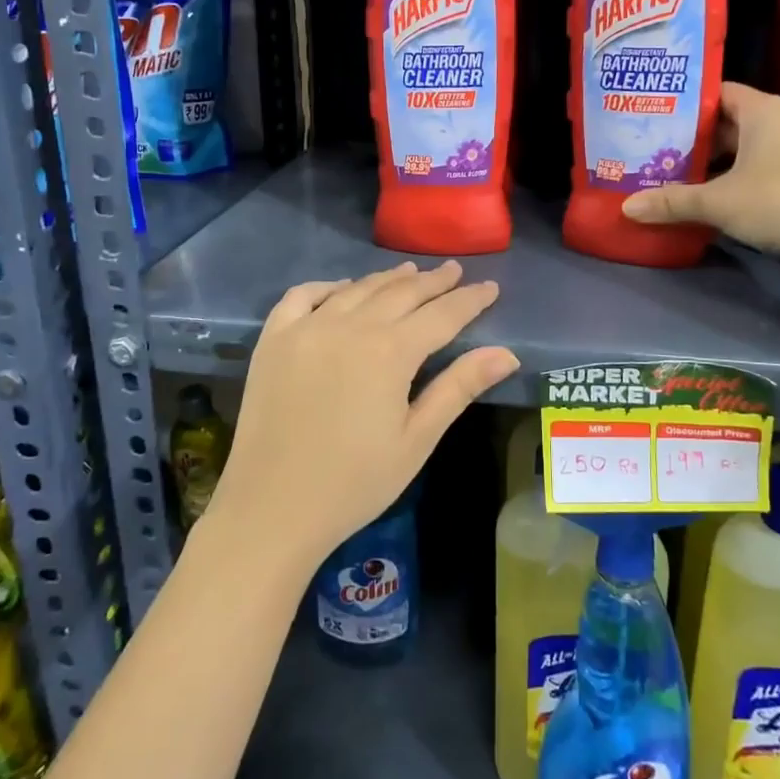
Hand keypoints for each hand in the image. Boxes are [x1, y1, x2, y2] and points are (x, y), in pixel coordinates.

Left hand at [207, 261, 518, 570]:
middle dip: (433, 281)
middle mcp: (350, 326)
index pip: (442, 314)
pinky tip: (342, 290)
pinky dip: (328, 287)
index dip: (469, 300)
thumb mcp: (417, 439)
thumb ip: (459, 388)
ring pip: (357, 289)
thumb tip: (507, 353)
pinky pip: (303, 296)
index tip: (489, 286)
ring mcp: (307, 328)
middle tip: (455, 270)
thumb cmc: (354, 483)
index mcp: (390, 351)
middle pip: (401, 292)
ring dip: (388, 279)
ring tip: (410, 272)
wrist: (272, 508)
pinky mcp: (274, 339)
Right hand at [620, 82, 779, 273]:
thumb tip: (626, 207)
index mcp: (763, 111)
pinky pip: (760, 171)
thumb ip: (671, 202)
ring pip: (744, 150)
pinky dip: (734, 181)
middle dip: (693, 139)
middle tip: (653, 150)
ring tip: (672, 176)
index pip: (718, 92)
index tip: (654, 116)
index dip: (686, 103)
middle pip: (728, 124)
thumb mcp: (718, 203)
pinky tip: (709, 200)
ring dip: (713, 165)